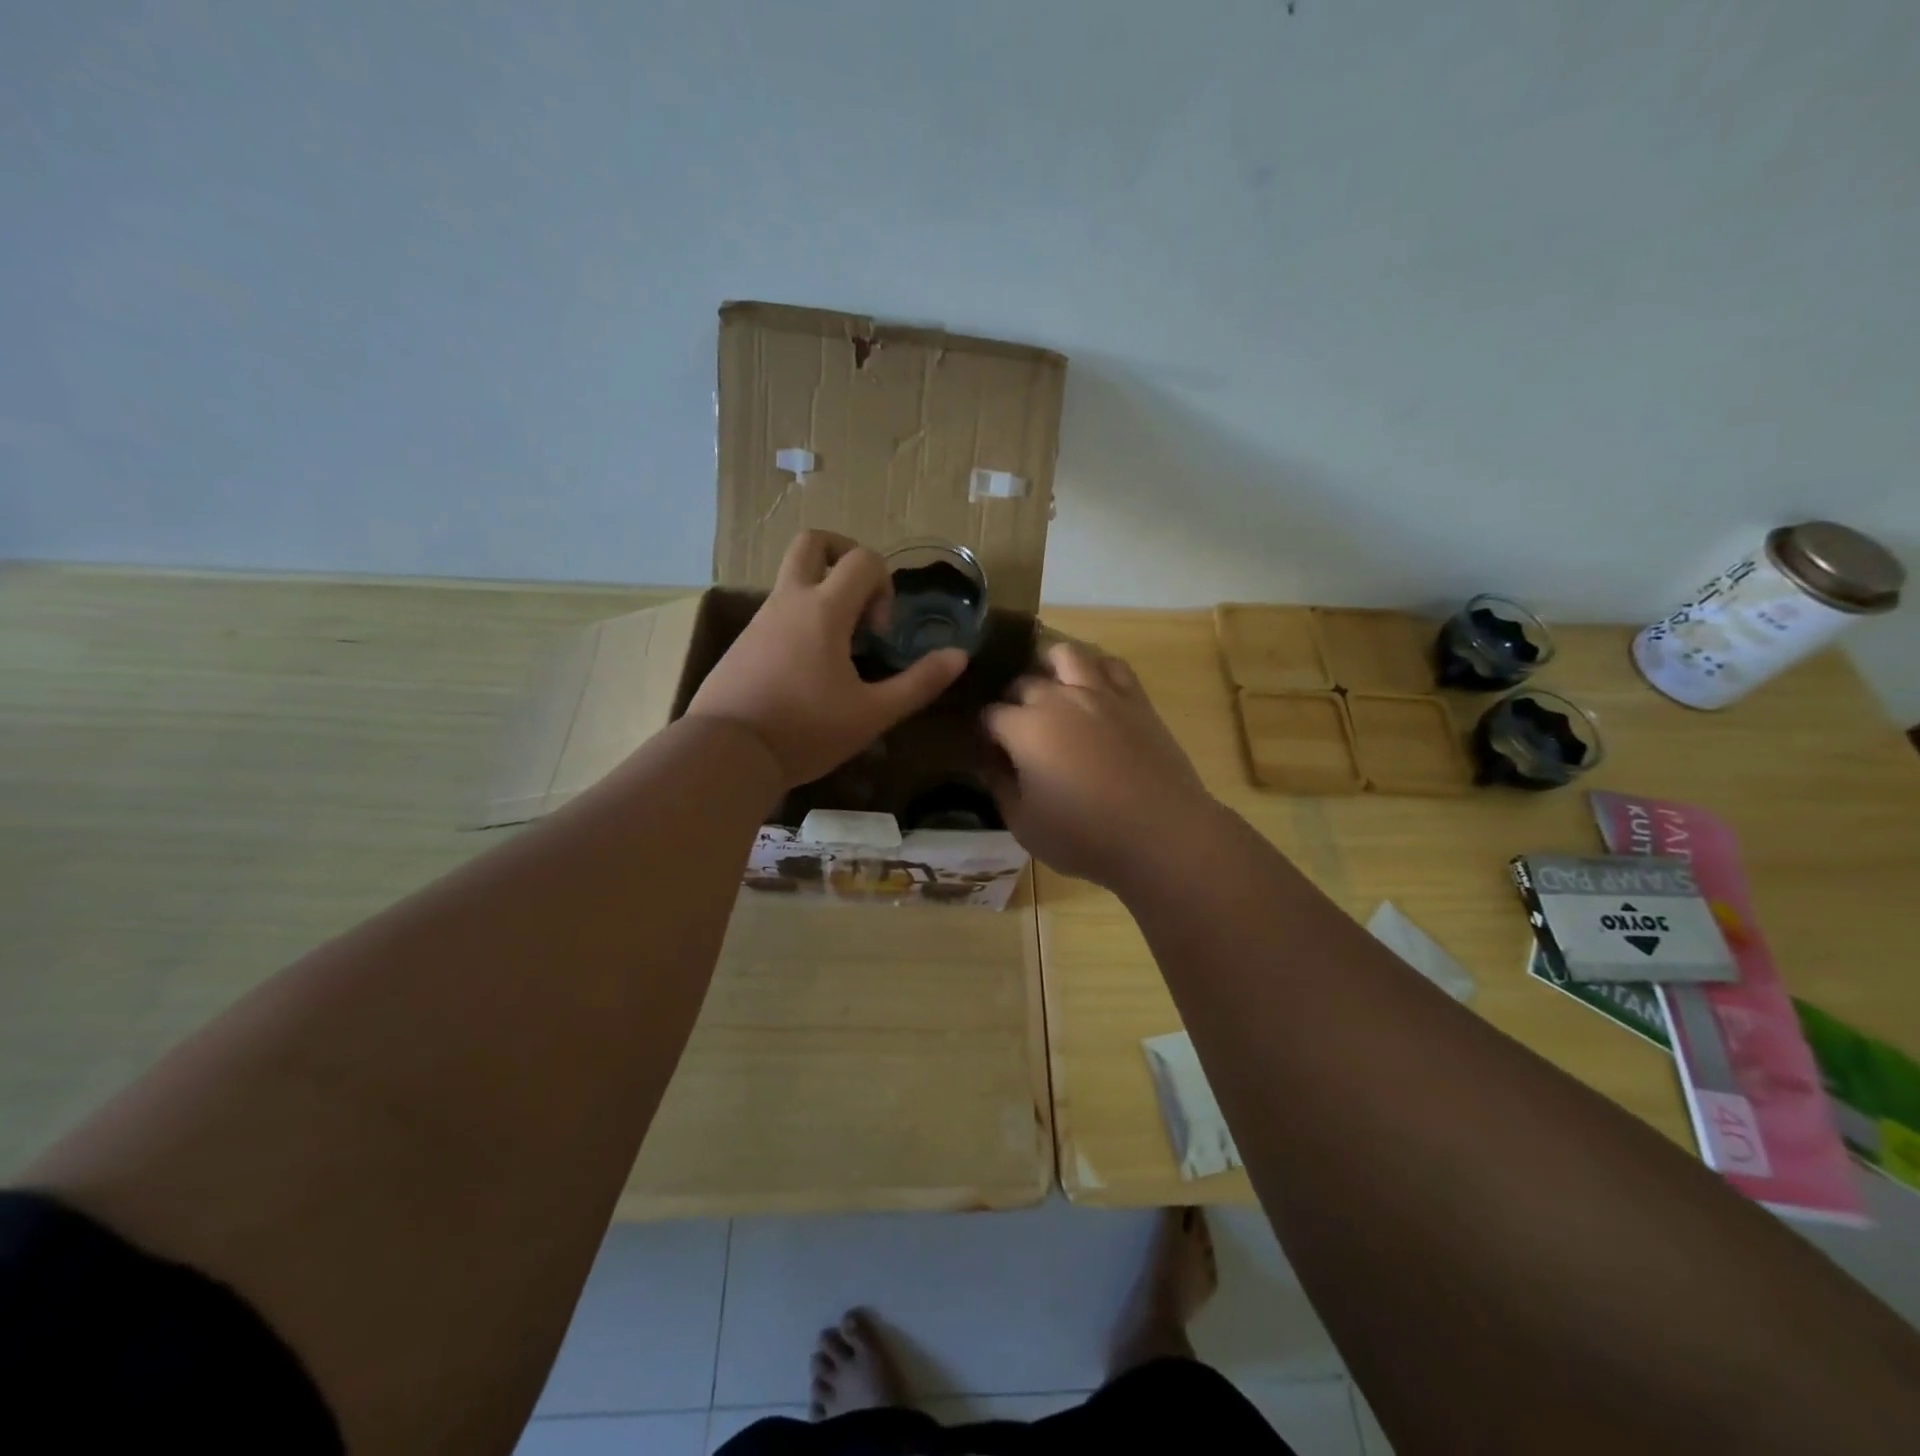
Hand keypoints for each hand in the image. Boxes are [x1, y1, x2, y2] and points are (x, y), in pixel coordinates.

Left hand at [687, 531, 966, 788]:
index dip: (884, 585)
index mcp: (824, 609)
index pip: (863, 559)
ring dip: (822, 593)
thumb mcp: (872, 714)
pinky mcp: (743, 642)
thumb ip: (918, 683)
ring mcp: (760, 619)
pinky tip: (808, 669)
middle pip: (813, 542)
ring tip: (839, 646)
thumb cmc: (805, 730)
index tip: (880, 632)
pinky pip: (778, 610)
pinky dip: (801, 619)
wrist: (728, 752)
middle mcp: (789, 601)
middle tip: (860, 597)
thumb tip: (959, 656)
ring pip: (792, 578)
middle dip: (844, 554)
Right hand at [983, 641, 1218, 889]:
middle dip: (1012, 701)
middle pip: (1023, 682)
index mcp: (1025, 728)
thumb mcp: (1024, 824)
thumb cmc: (1085, 836)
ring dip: (1049, 667)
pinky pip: (1111, 665)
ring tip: (1051, 692)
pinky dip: (1095, 669)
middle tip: (1017, 731)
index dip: (982, 733)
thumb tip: (987, 762)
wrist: (1162, 834)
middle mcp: (1058, 699)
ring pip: (1065, 654)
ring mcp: (1100, 693)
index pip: (989, 715)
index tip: (986, 751)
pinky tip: (1092, 689)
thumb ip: (999, 786)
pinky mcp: (1135, 698)